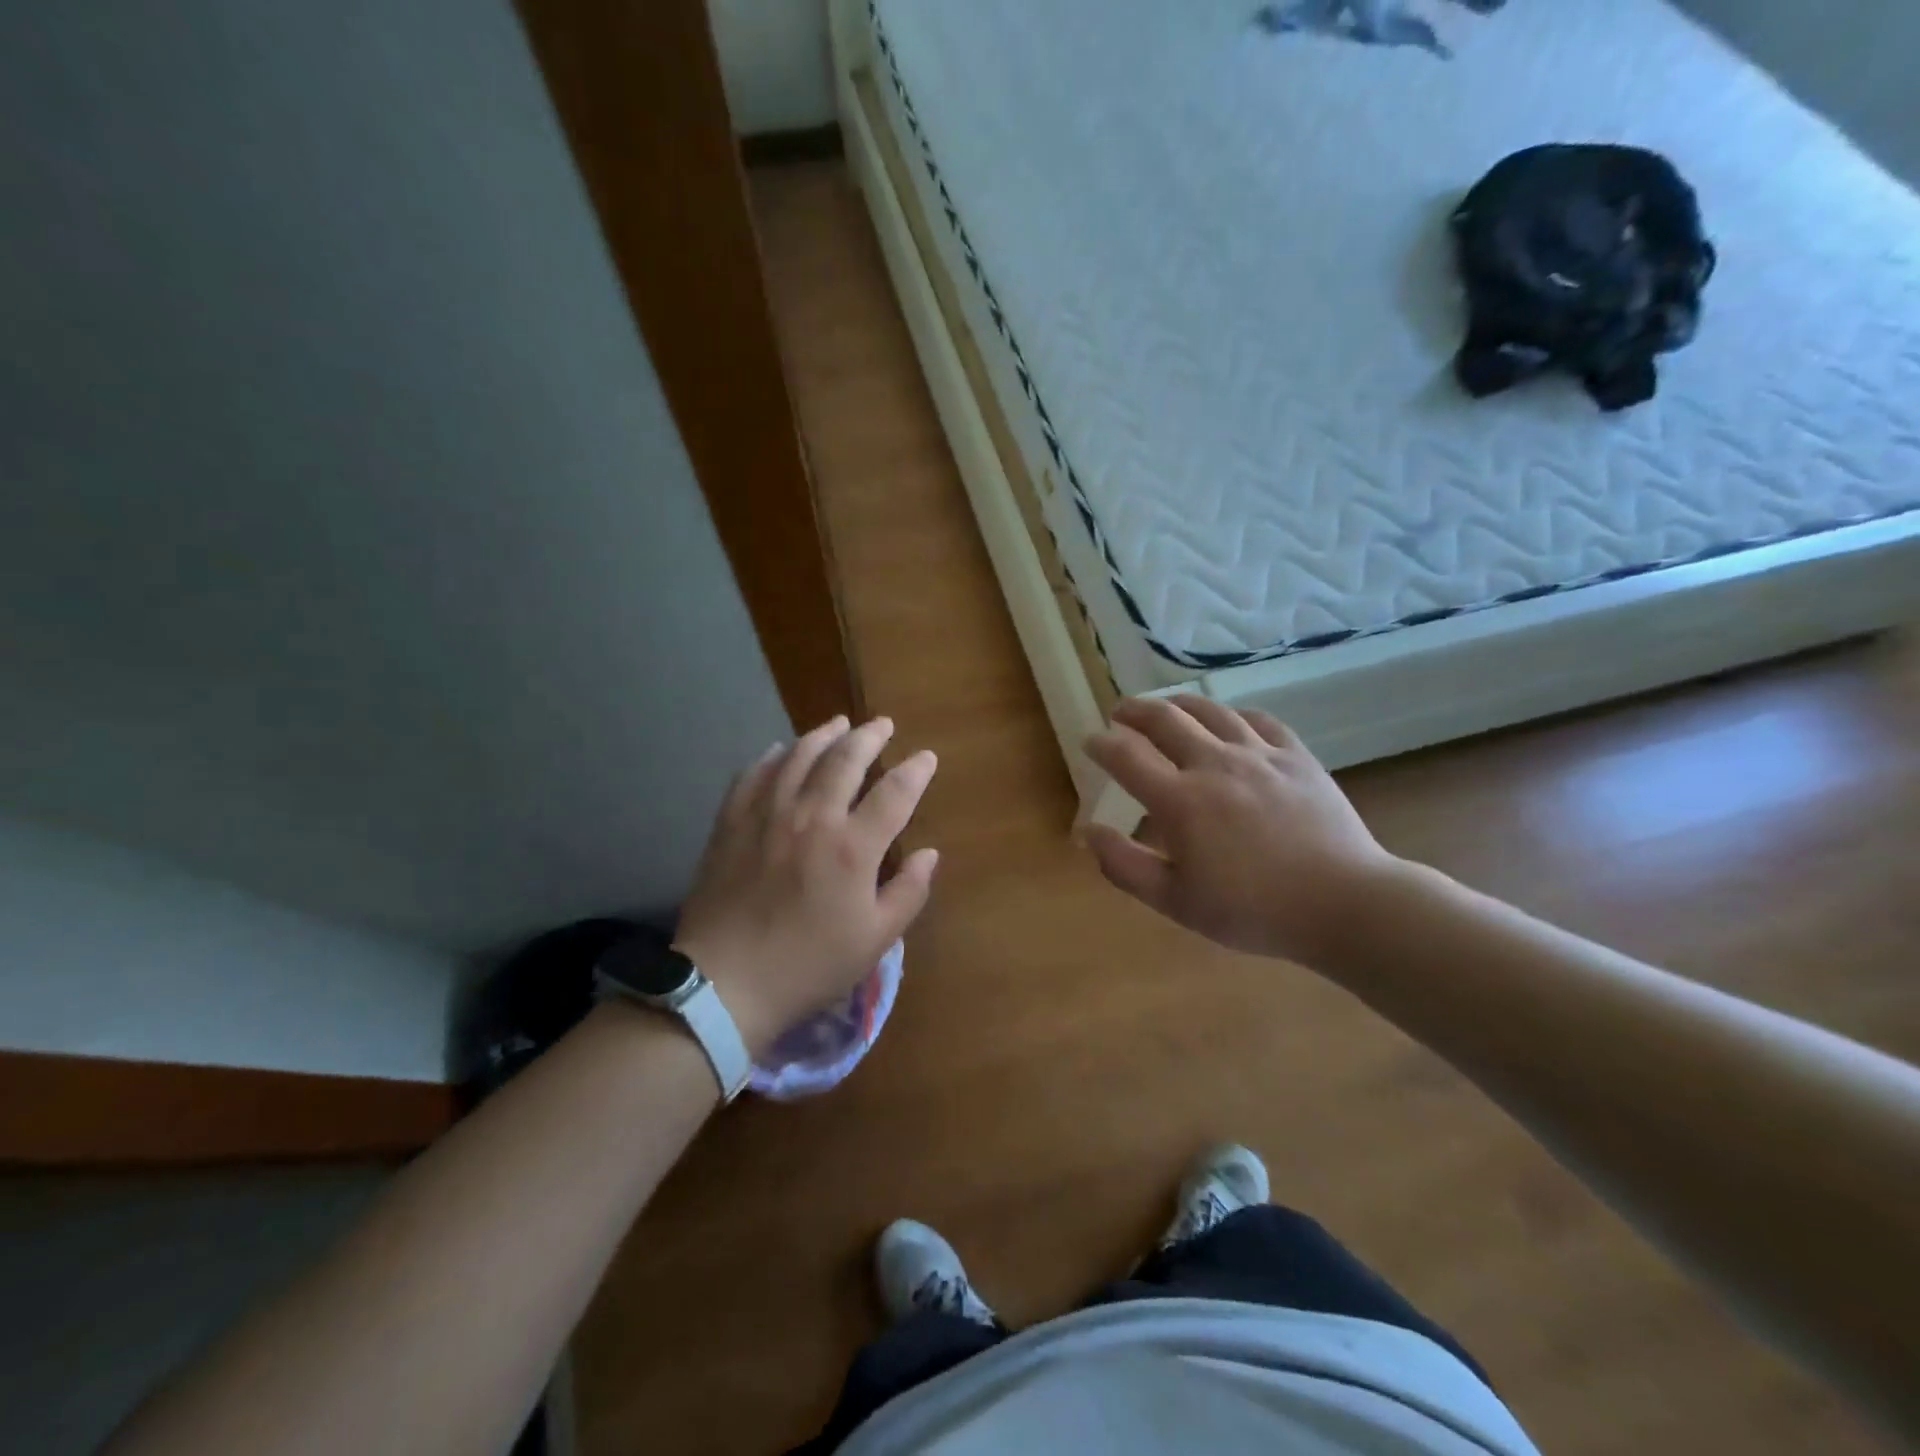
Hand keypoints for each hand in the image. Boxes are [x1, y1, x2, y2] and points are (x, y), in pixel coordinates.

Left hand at [674, 715, 939, 1055]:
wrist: (726, 983)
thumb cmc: (808, 965)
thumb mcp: (874, 940)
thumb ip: (908, 893)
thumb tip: (929, 854)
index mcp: (852, 847)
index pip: (894, 793)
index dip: (915, 771)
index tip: (926, 757)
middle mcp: (812, 817)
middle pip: (845, 760)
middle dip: (869, 737)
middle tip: (882, 724)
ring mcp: (767, 815)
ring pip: (799, 757)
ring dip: (823, 735)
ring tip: (838, 724)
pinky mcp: (732, 823)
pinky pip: (754, 774)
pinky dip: (772, 756)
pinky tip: (780, 750)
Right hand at [1084, 697, 1397, 966]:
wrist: (1344, 903)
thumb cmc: (1253, 910)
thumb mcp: (1176, 901)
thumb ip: (1124, 865)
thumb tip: (1087, 832)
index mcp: (1180, 800)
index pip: (1126, 756)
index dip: (1101, 744)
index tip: (1090, 741)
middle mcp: (1214, 764)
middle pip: (1164, 718)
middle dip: (1133, 710)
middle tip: (1119, 713)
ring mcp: (1259, 754)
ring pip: (1209, 710)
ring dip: (1178, 703)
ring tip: (1165, 707)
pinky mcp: (1296, 755)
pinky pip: (1258, 719)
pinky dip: (1232, 714)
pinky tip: (1229, 720)